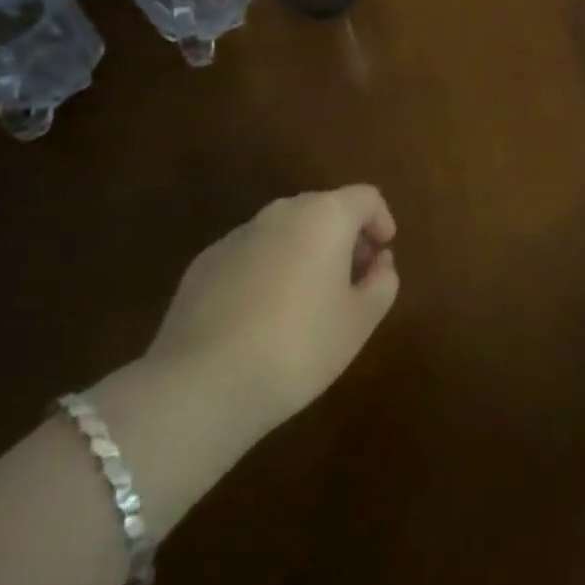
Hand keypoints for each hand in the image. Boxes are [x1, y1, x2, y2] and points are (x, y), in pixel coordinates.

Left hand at [145, 185, 399, 437]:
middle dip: (343, 237)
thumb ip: (382, 283)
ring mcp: (239, 235)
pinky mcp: (204, 263)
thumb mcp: (359, 322)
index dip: (381, 220)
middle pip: (325, 209)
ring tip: (306, 300)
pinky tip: (260, 316)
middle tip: (350, 279)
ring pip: (284, 231)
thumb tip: (380, 263)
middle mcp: (283, 211)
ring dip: (303, 253)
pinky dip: (265, 271)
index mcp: (326, 215)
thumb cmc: (297, 347)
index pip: (366, 198)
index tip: (384, 252)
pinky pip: (250, 256)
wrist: (200, 387)